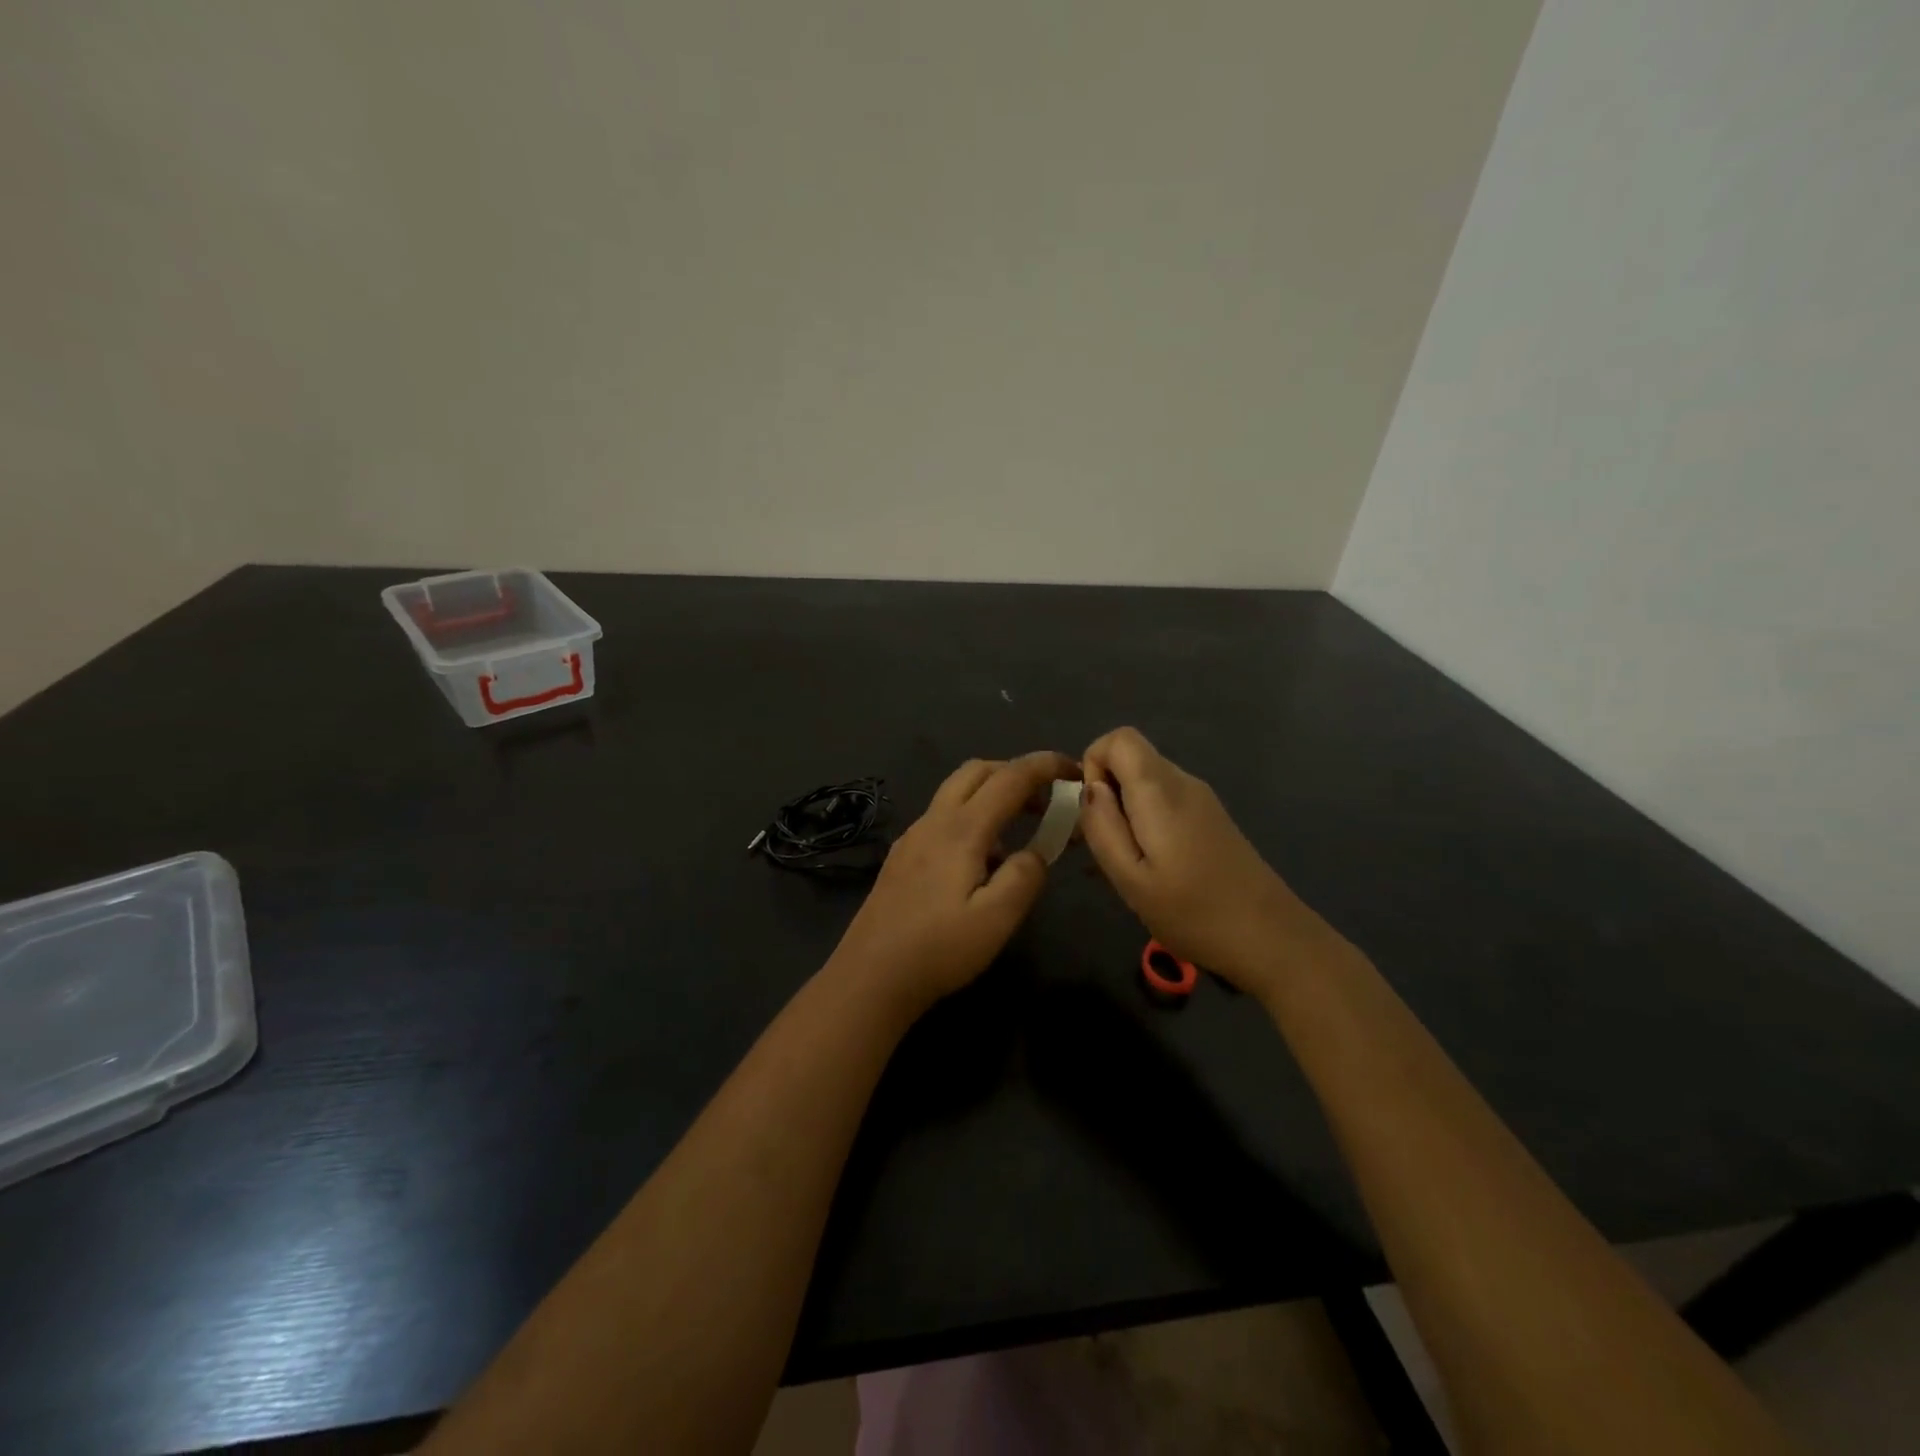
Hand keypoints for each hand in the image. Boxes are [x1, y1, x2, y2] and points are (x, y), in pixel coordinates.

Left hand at [828, 752, 1077, 1015]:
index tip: (1074, 769)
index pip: (1010, 778)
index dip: (1045, 766)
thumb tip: (1035, 852)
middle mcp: (934, 821)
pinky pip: (944, 817)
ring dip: (993, 793)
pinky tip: (982, 860)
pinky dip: (972, 816)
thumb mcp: (997, 919)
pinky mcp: (902, 856)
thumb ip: (1025, 876)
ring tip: (1022, 829)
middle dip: (1017, 772)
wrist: (870, 976)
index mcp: (961, 829)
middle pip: (978, 771)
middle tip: (1048, 798)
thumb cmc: (939, 949)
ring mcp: (913, 836)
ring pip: (957, 792)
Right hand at [1080, 727, 1331, 995]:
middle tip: (1105, 848)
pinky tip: (1149, 869)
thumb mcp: (1131, 879)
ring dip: (1124, 812)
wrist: (1271, 940)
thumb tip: (1090, 788)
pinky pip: (1164, 802)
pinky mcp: (1210, 818)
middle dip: (1106, 794)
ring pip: (1145, 783)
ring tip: (1125, 866)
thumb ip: (1103, 827)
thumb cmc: (1193, 913)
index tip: (1095, 813)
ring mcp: (1201, 799)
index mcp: (1161, 790)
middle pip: (1131, 759)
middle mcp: (1183, 782)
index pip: (1118, 737)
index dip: (1094, 765)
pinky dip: (1145, 823)